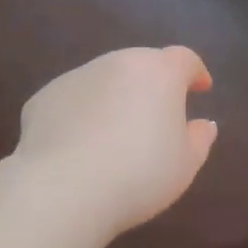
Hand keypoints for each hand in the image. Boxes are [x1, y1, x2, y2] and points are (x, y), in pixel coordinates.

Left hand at [13, 47, 218, 236]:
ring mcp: (77, 76)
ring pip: (104, 80)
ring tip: (114, 135)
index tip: (200, 89)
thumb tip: (203, 124)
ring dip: (114, 97)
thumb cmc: (138, 174)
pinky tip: (78, 146)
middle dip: (152, 84)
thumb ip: (199, 139)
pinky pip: (72, 100)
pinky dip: (80, 114)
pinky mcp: (44, 96)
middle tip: (156, 117)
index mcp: (158, 72)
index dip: (194, 72)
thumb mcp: (184, 164)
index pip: (184, 59)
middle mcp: (117, 63)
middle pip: (141, 64)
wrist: (63, 189)